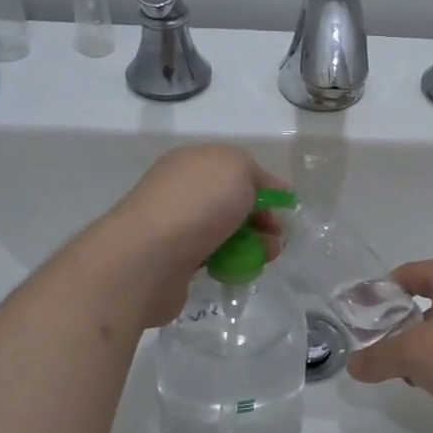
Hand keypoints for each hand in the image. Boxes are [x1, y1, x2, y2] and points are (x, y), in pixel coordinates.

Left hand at [91, 145, 286, 326]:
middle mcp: (180, 190)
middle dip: (260, 218)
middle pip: (231, 202)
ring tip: (265, 258)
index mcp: (192, 161)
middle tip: (275, 236)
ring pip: (223, 232)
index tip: (284, 206)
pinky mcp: (172, 262)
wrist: (148, 258)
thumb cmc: (197, 203)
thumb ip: (256, 174)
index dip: (263, 185)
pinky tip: (237, 271)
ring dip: (250, 243)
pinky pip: (210, 258)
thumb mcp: (238, 168)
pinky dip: (228, 263)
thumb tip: (266, 189)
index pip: (235, 169)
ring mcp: (174, 226)